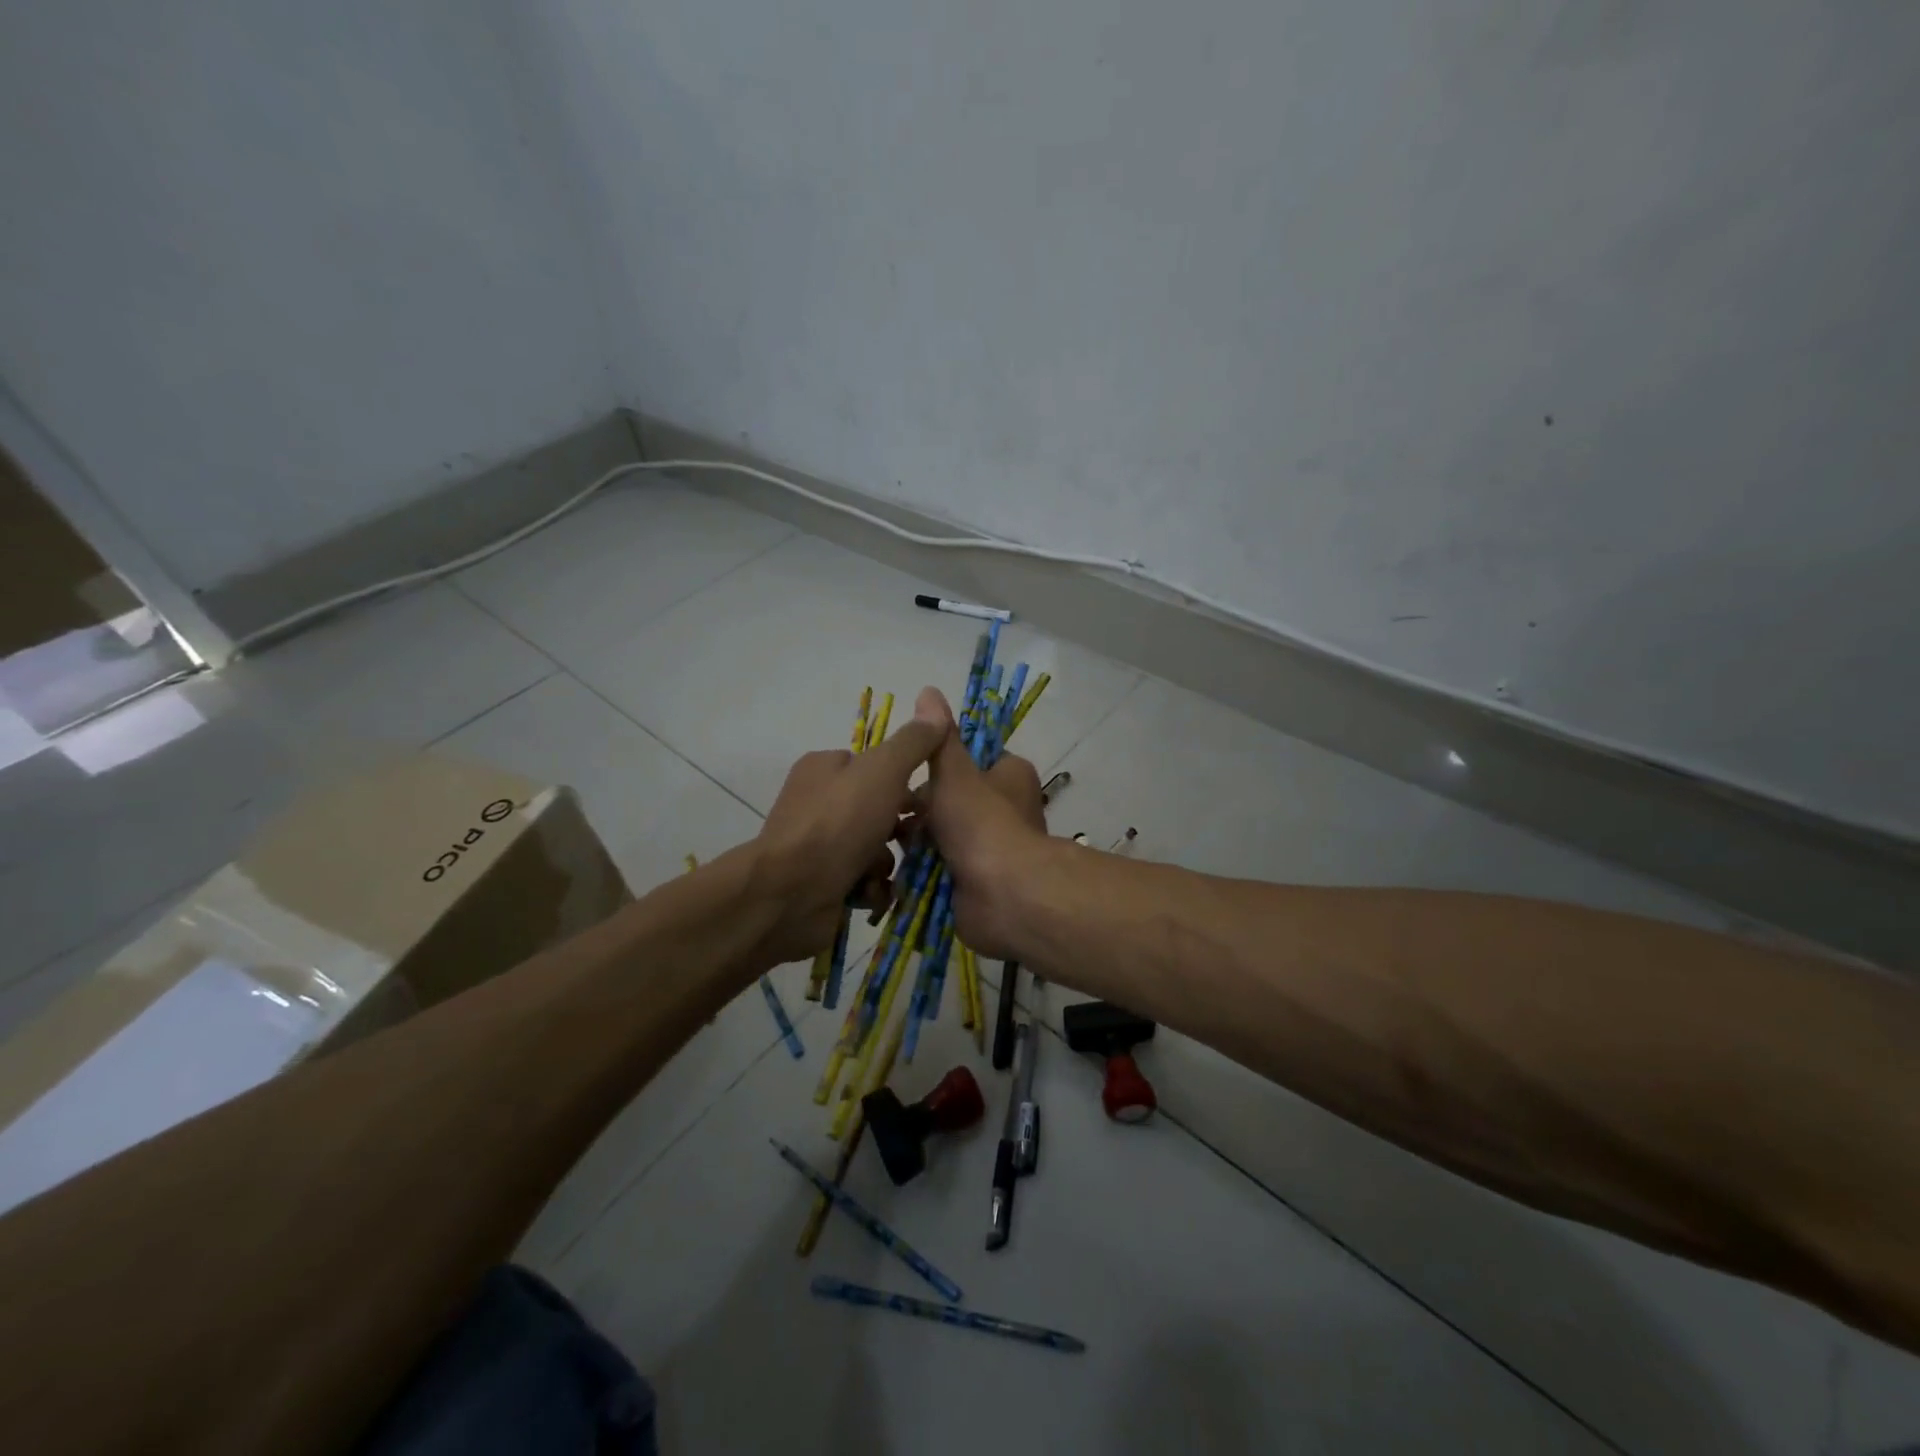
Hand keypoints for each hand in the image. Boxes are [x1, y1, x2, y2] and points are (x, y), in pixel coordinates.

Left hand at [751, 696, 947, 965]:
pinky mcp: (818, 882)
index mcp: (825, 767)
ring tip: (882, 874)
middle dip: (898, 831)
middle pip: (879, 811)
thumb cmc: (838, 823)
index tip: (924, 804)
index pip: (877, 767)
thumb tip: (934, 705)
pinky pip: (860, 880)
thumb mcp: (883, 771)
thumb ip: (913, 742)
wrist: (789, 894)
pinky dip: (870, 888)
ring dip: (885, 863)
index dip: (904, 784)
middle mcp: (817, 802)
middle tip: (911, 843)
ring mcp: (816, 845)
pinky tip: (869, 893)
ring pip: (874, 848)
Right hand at [913, 687, 1052, 958]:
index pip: (973, 760)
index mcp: (1010, 776)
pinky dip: (920, 871)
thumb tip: (929, 690)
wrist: (1003, 895)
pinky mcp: (977, 883)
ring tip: (888, 841)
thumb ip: (939, 738)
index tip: (910, 774)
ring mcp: (991, 849)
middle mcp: (1006, 810)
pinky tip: (894, 870)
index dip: (940, 766)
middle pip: (952, 800)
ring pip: (943, 836)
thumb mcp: (954, 771)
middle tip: (892, 812)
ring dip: (917, 841)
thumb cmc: (981, 822)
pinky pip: (941, 869)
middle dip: (921, 808)